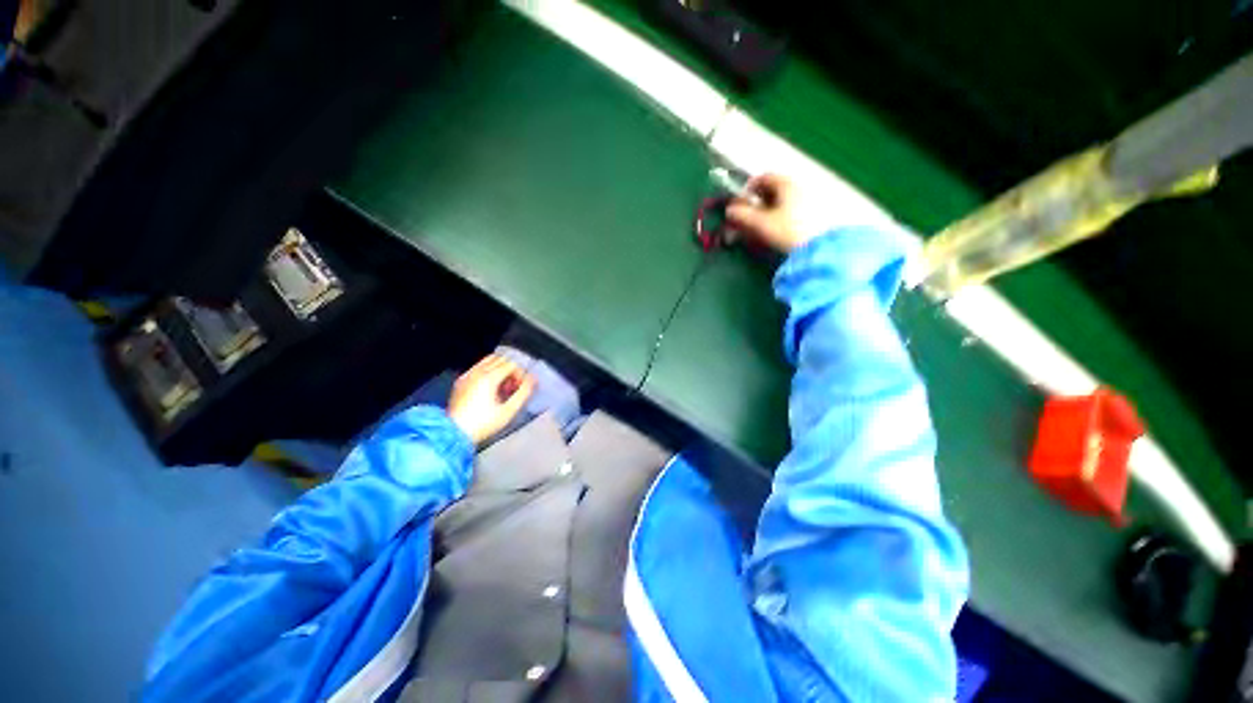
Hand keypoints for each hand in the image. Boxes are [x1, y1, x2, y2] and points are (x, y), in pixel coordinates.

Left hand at [447, 355, 534, 444]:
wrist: (454, 433)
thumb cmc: (484, 424)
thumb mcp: (509, 411)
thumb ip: (524, 392)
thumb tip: (533, 379)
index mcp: (489, 378)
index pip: (512, 365)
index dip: (520, 375)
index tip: (520, 389)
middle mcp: (477, 372)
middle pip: (501, 359)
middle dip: (511, 370)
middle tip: (513, 387)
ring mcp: (467, 375)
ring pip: (488, 361)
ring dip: (500, 369)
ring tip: (502, 387)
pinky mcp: (461, 381)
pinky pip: (478, 367)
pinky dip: (488, 371)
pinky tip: (489, 388)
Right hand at [725, 173, 829, 253]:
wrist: (815, 248)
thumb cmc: (787, 231)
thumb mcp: (761, 223)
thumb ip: (743, 215)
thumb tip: (729, 210)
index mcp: (786, 184)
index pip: (764, 177)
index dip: (748, 188)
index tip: (740, 202)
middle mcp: (798, 187)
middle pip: (773, 189)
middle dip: (757, 201)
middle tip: (747, 215)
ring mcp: (807, 200)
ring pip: (781, 200)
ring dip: (767, 210)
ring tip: (759, 225)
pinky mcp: (812, 214)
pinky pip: (790, 209)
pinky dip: (779, 216)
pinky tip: (774, 229)